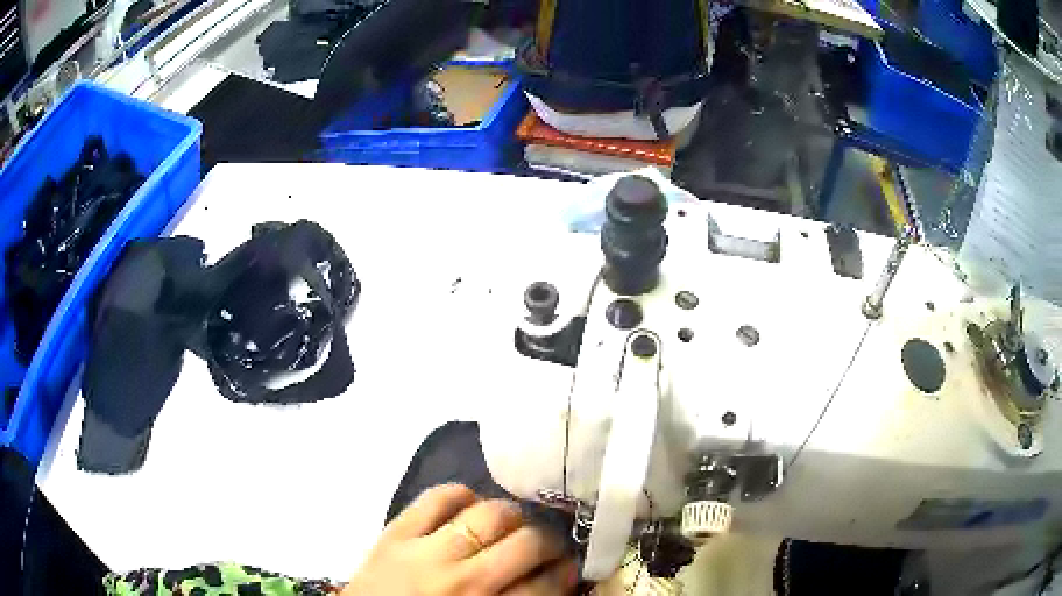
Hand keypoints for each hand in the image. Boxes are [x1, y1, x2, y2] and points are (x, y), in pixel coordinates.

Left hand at [342, 484, 577, 595]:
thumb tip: (550, 580)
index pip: (547, 584)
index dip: (566, 572)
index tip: (570, 567)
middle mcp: (465, 581)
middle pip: (528, 543)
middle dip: (549, 541)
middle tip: (548, 544)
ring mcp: (427, 552)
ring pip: (490, 514)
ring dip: (513, 515)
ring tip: (513, 522)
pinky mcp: (395, 533)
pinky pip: (435, 497)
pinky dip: (460, 494)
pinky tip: (470, 504)